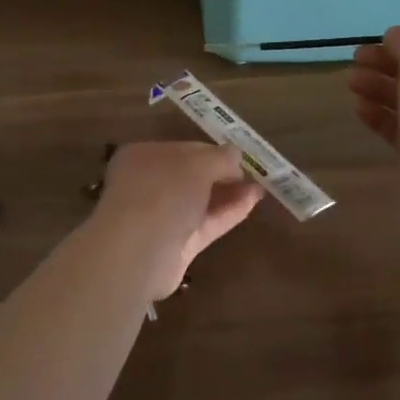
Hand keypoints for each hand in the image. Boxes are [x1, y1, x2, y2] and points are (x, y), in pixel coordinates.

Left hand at [92, 141, 262, 298]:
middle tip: (252, 173)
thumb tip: (236, 154)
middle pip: (191, 176)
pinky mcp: (175, 245)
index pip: (183, 150)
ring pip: (199, 201)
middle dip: (221, 174)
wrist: (139, 250)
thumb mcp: (198, 163)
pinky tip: (252, 201)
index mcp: (143, 156)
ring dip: (228, 193)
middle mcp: (148, 184)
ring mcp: (161, 216)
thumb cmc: (163, 191)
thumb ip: (220, 157)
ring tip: (259, 187)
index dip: (212, 152)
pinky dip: (228, 213)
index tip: (239, 157)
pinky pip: (205, 223)